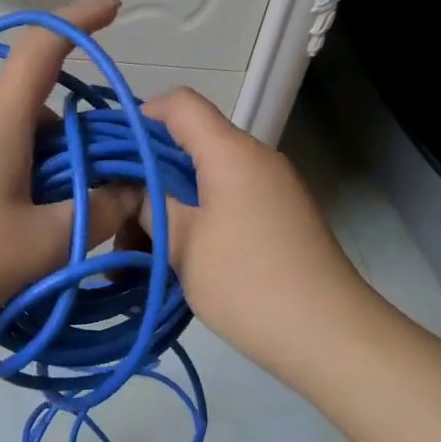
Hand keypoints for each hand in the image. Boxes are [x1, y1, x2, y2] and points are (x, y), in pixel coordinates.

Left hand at [0, 0, 140, 341]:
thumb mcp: (38, 247)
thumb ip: (94, 216)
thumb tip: (130, 192)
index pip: (43, 49)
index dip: (81, 22)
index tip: (113, 8)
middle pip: (34, 113)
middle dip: (71, 147)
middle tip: (85, 204)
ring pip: (8, 142)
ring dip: (37, 172)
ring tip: (37, 234)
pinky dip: (5, 183)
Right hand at [138, 89, 373, 380]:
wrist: (331, 337)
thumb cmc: (249, 282)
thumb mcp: (183, 244)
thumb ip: (151, 206)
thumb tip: (133, 189)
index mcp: (231, 152)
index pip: (180, 104)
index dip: (140, 116)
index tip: (109, 153)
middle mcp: (254, 159)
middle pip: (189, 143)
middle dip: (145, 173)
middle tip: (113, 214)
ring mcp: (270, 189)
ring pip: (204, 179)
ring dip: (166, 204)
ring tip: (134, 251)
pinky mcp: (277, 218)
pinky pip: (224, 202)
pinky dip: (193, 219)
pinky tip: (169, 257)